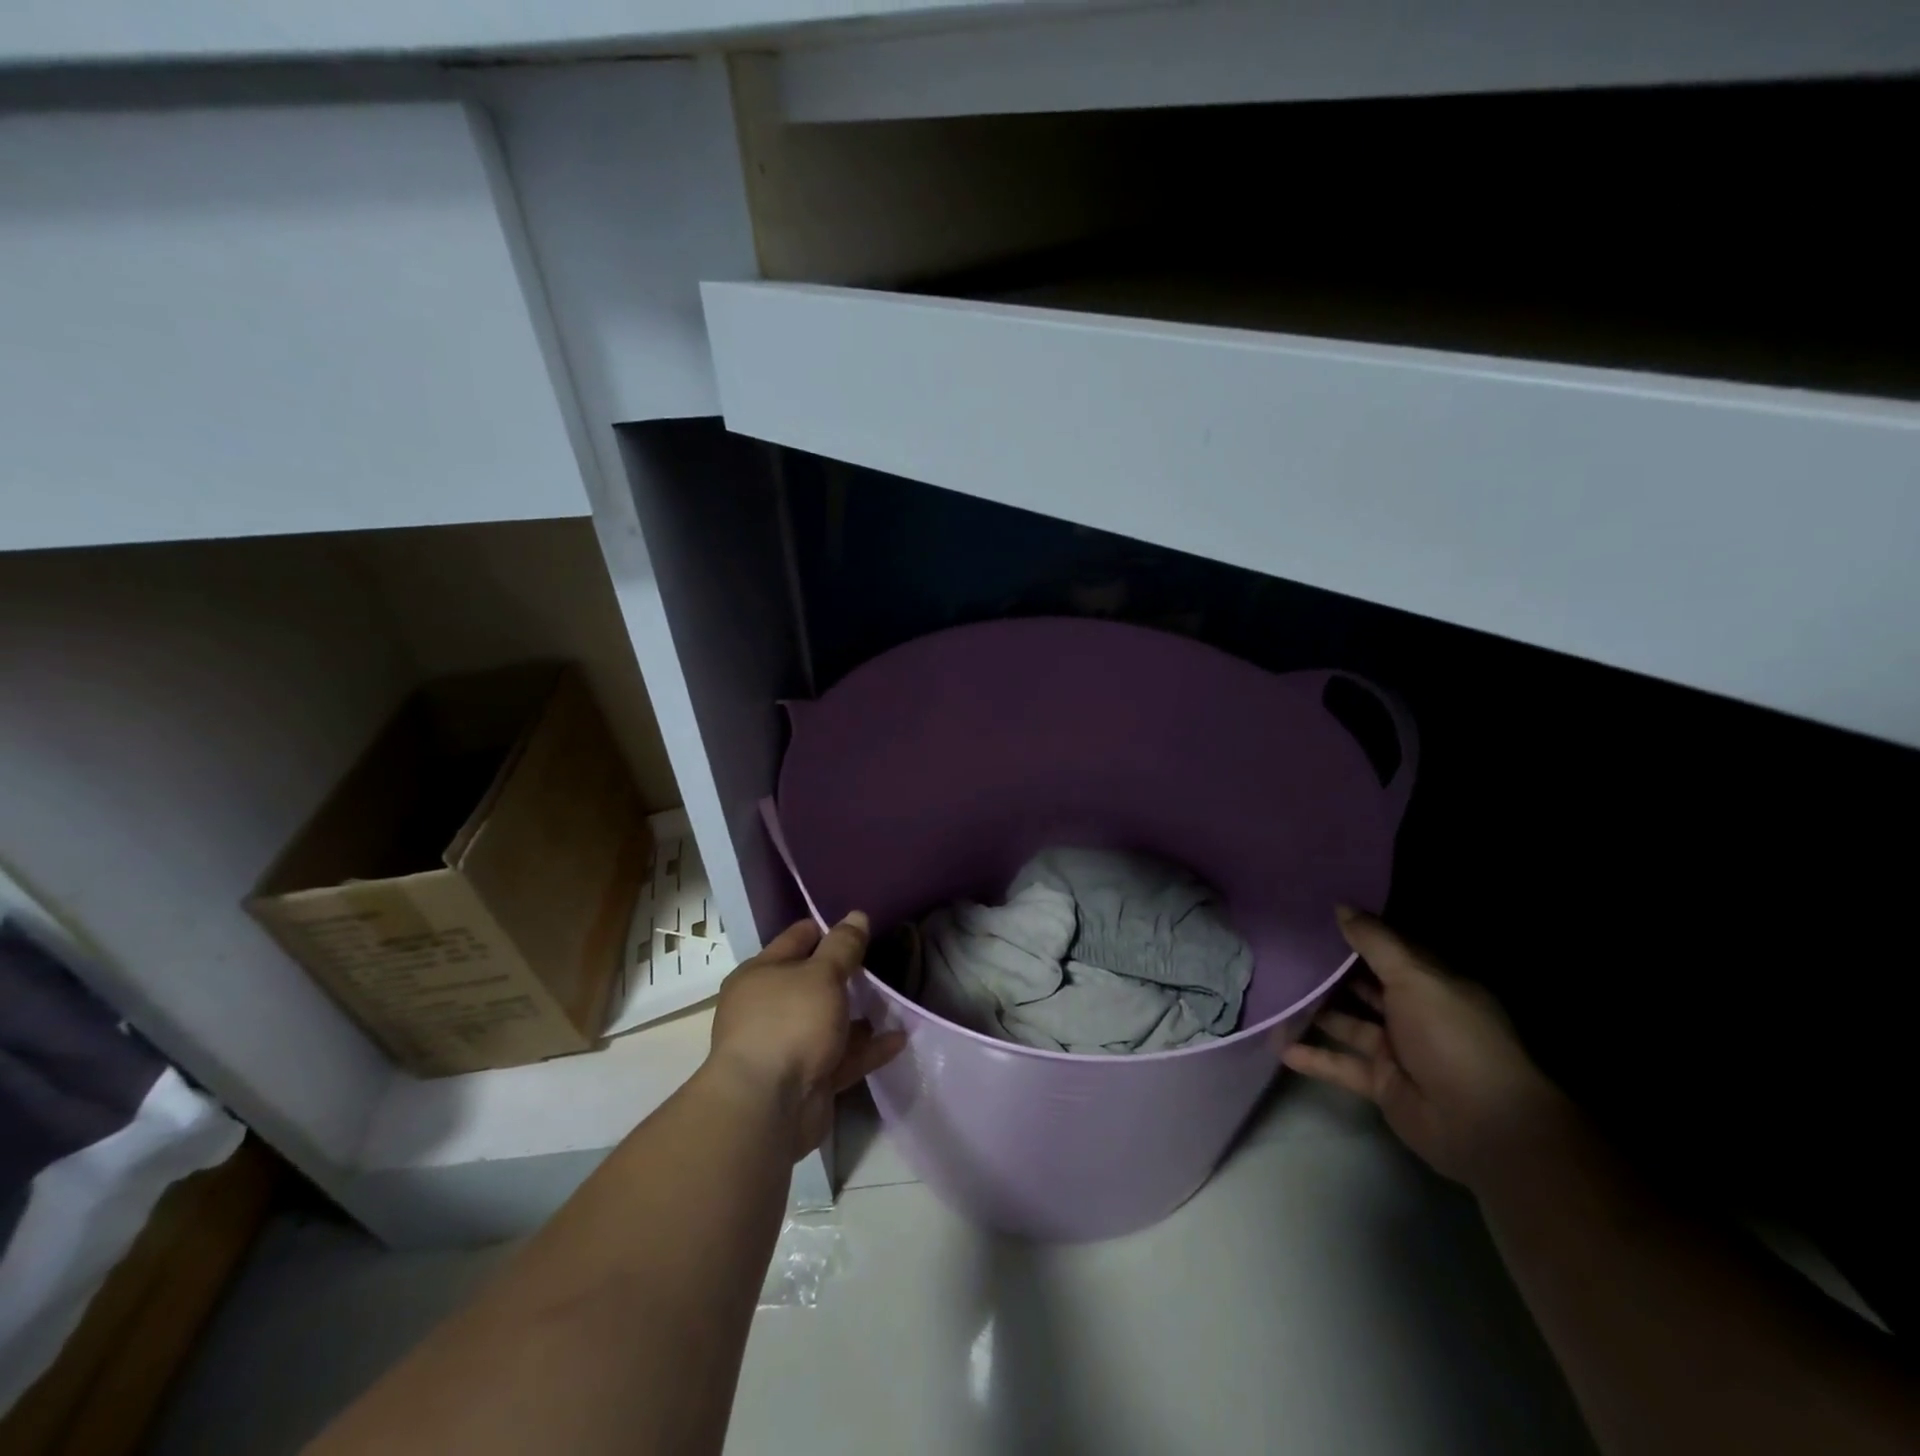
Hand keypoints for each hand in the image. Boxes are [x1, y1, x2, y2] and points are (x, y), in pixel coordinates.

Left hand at [707, 913, 905, 1160]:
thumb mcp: (822, 974)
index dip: (828, 929)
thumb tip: (856, 915)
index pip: (797, 939)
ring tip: (894, 1001)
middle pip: (813, 982)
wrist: (767, 1108)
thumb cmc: (790, 1023)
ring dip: (858, 1015)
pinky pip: (841, 1056)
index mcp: (760, 975)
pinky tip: (898, 1039)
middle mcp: (769, 1007)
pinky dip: (867, 1048)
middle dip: (846, 974)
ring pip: (828, 1021)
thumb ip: (843, 946)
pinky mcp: (807, 1079)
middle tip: (882, 962)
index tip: (861, 927)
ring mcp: (787, 1046)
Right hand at [1281, 907, 1571, 1192]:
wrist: (1484, 1125)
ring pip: (1350, 1024)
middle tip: (1285, 950)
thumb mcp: (1414, 978)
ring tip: (1275, 993)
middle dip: (1331, 971)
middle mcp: (1415, 1013)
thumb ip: (1375, 943)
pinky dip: (1315, 1059)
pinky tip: (1281, 1048)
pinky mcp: (1383, 1083)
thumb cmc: (1453, 1037)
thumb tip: (1341, 906)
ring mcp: (1398, 1050)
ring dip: (1318, 1013)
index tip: (1316, 914)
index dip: (1358, 933)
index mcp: (1432, 984)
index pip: (1390, 951)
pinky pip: (1342, 1065)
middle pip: (1366, 986)